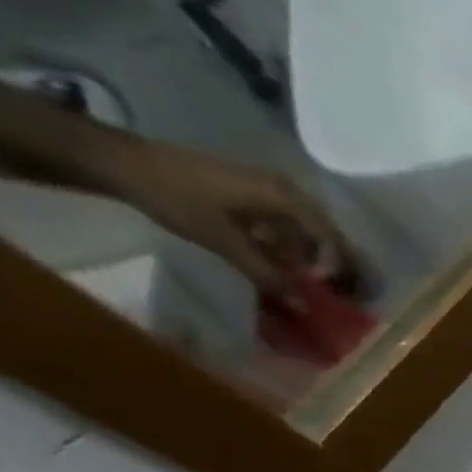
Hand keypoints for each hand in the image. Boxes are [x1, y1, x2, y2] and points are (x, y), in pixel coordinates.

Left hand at [107, 138, 370, 304]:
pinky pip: (285, 223)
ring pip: (304, 230)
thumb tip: (305, 309)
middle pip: (325, 235)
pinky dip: (287, 245)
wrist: (121, 161)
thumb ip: (267, 275)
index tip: (350, 296)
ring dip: (306, 257)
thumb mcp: (225, 242)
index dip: (347, 269)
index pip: (334, 240)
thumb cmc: (177, 198)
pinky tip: (275, 261)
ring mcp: (269, 188)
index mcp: (288, 199)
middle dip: (331, 265)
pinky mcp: (253, 191)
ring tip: (300, 282)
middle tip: (331, 294)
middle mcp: (288, 191)